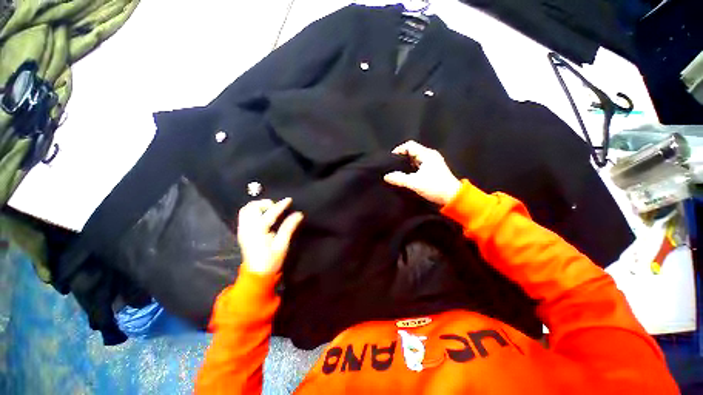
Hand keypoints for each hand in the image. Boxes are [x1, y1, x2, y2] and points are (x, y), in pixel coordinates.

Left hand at [237, 198, 303, 274]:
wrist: (256, 274)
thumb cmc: (271, 260)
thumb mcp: (282, 245)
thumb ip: (289, 227)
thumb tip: (298, 214)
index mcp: (258, 231)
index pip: (270, 213)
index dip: (280, 205)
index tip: (289, 200)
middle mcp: (247, 228)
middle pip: (251, 207)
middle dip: (265, 203)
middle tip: (276, 207)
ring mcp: (242, 230)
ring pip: (246, 210)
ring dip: (258, 206)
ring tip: (270, 209)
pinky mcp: (242, 232)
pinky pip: (245, 215)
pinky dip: (253, 211)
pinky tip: (263, 215)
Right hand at [384, 141, 461, 205]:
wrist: (452, 198)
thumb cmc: (434, 187)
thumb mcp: (415, 183)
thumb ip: (399, 179)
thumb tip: (386, 176)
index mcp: (427, 154)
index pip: (409, 145)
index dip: (398, 150)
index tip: (390, 159)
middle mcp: (430, 155)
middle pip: (412, 151)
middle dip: (401, 157)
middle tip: (392, 166)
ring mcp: (433, 162)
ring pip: (415, 158)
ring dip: (406, 163)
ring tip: (397, 171)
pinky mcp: (433, 170)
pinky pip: (419, 165)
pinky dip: (411, 168)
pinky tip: (406, 175)